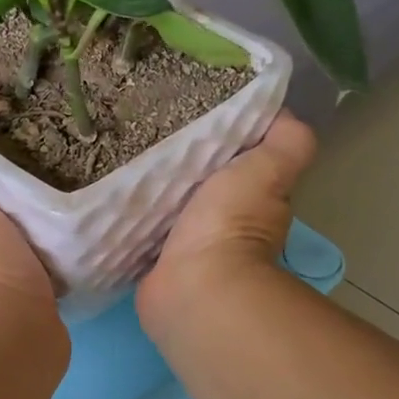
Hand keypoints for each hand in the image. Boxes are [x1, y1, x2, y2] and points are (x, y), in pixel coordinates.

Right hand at [139, 113, 316, 318]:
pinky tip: (111, 195)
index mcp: (253, 201)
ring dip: (151, 190)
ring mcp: (185, 248)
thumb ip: (287, 141)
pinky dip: (129, 217)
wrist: (194, 286)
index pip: (238, 163)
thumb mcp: (269, 168)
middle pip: (199, 185)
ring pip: (167, 207)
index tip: (192, 114)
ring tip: (120, 155)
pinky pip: (139, 231)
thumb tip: (284, 112)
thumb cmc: (231, 223)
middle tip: (145, 131)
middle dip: (179, 164)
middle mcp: (222, 226)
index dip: (222, 142)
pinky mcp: (152, 264)